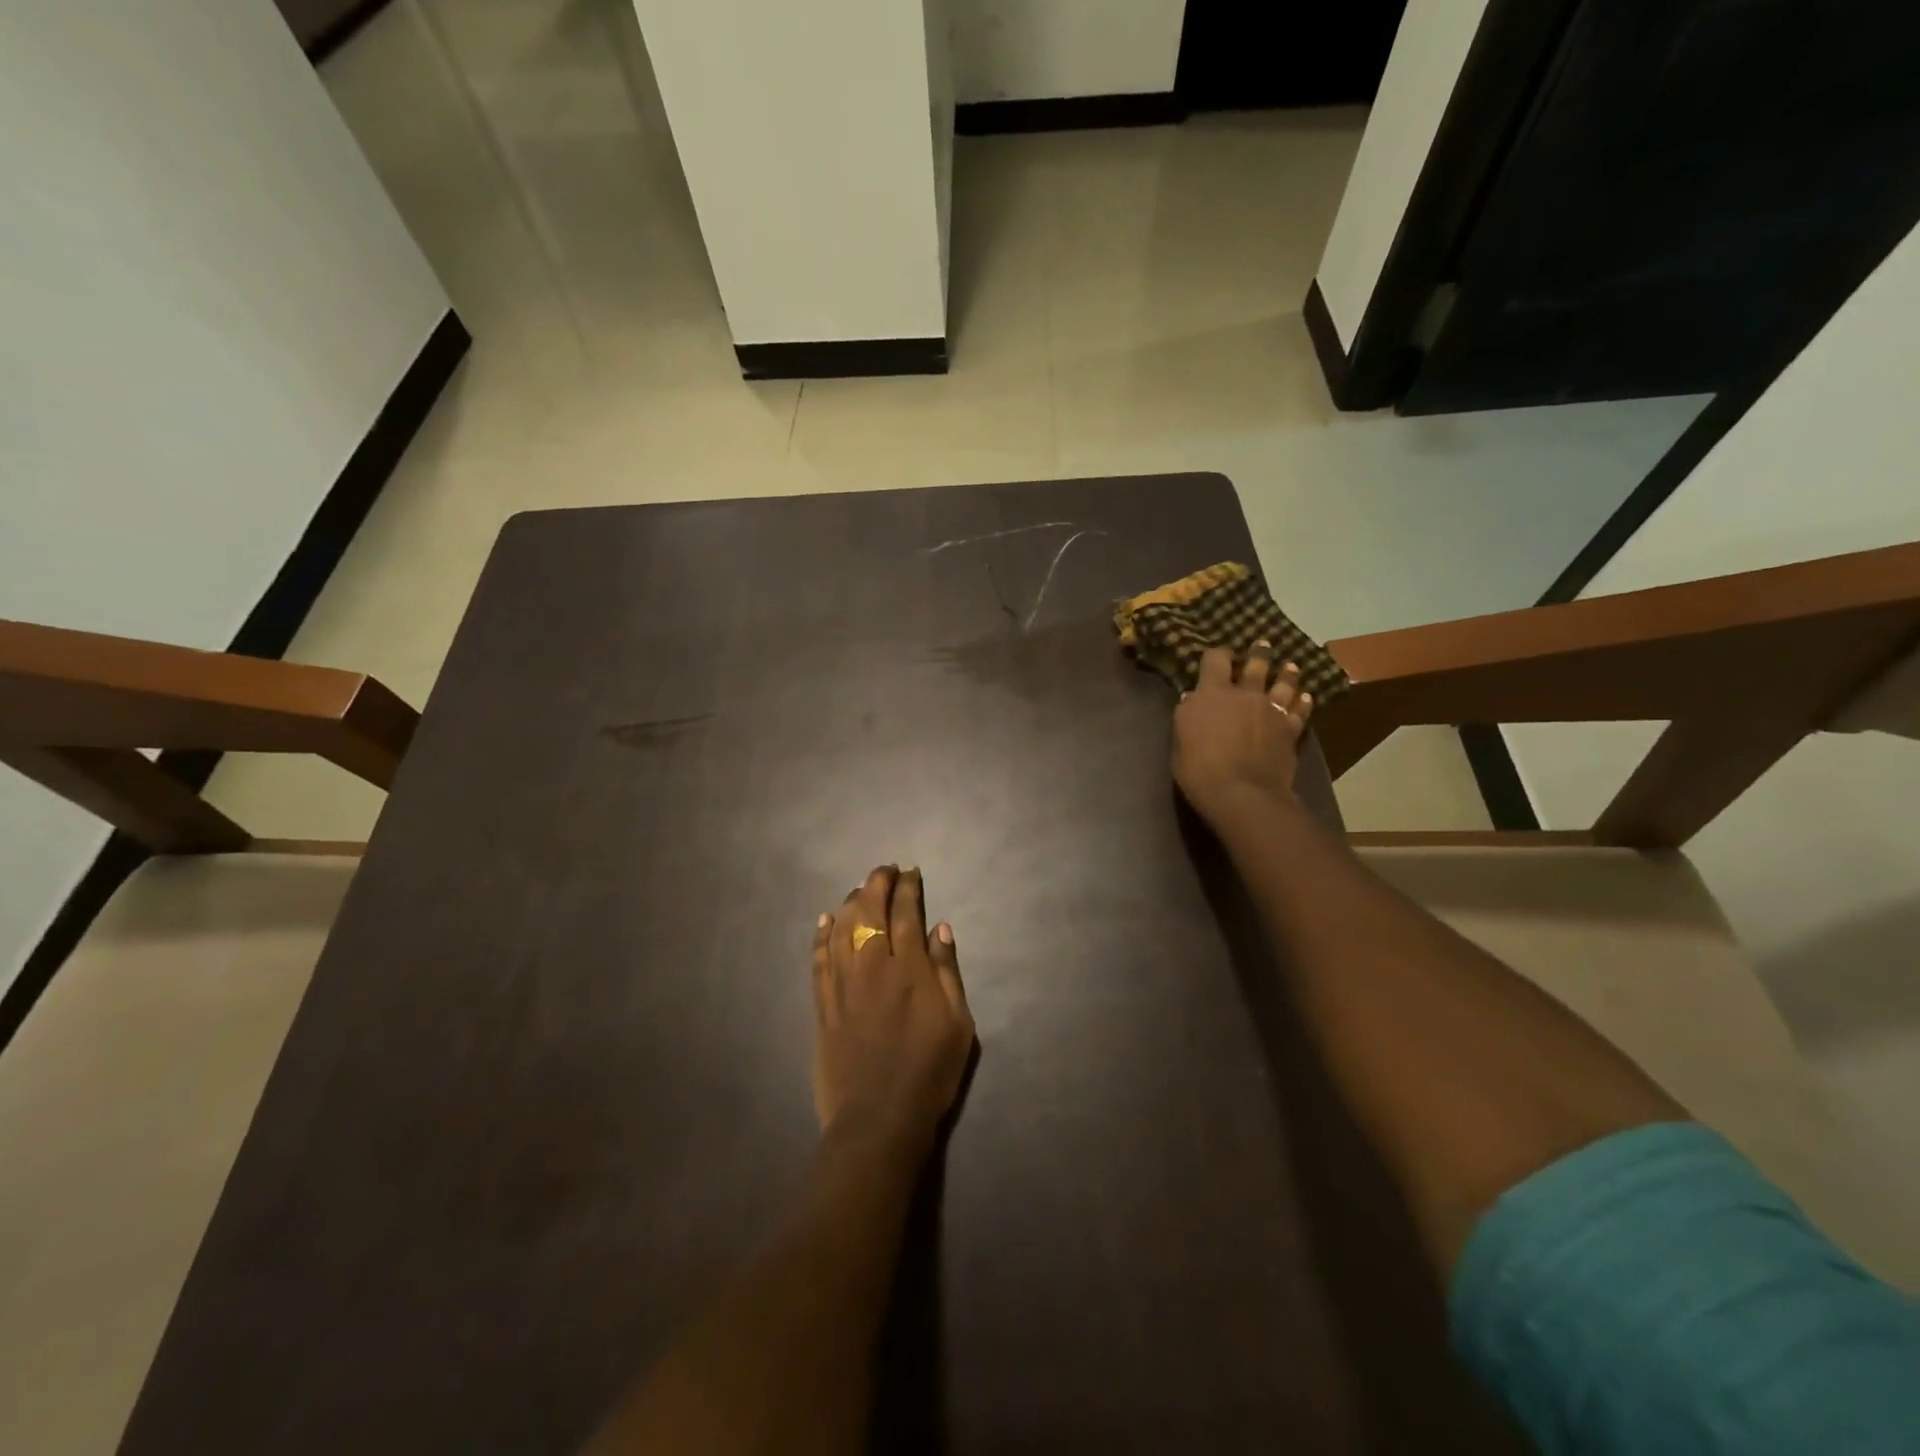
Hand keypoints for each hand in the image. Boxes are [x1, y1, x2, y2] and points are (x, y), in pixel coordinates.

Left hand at [812, 866, 974, 1159]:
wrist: (879, 1120)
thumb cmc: (930, 1072)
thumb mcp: (959, 1024)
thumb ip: (948, 972)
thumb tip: (940, 928)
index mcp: (910, 969)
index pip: (906, 913)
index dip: (908, 888)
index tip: (910, 872)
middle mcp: (874, 967)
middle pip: (870, 912)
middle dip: (877, 884)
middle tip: (885, 871)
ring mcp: (843, 985)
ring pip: (842, 929)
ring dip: (851, 902)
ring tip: (860, 889)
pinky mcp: (823, 1006)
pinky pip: (819, 960)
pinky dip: (821, 936)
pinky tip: (824, 920)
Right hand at [1172, 643, 1315, 826]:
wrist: (1242, 793)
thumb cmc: (1199, 769)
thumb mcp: (1180, 739)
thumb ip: (1189, 715)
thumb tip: (1193, 699)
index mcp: (1212, 693)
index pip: (1216, 659)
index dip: (1218, 653)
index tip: (1219, 654)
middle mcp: (1245, 694)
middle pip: (1256, 665)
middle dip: (1259, 653)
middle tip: (1263, 645)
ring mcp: (1271, 710)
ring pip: (1284, 683)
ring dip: (1287, 673)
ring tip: (1290, 666)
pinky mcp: (1290, 729)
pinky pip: (1300, 710)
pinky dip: (1303, 702)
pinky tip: (1306, 697)